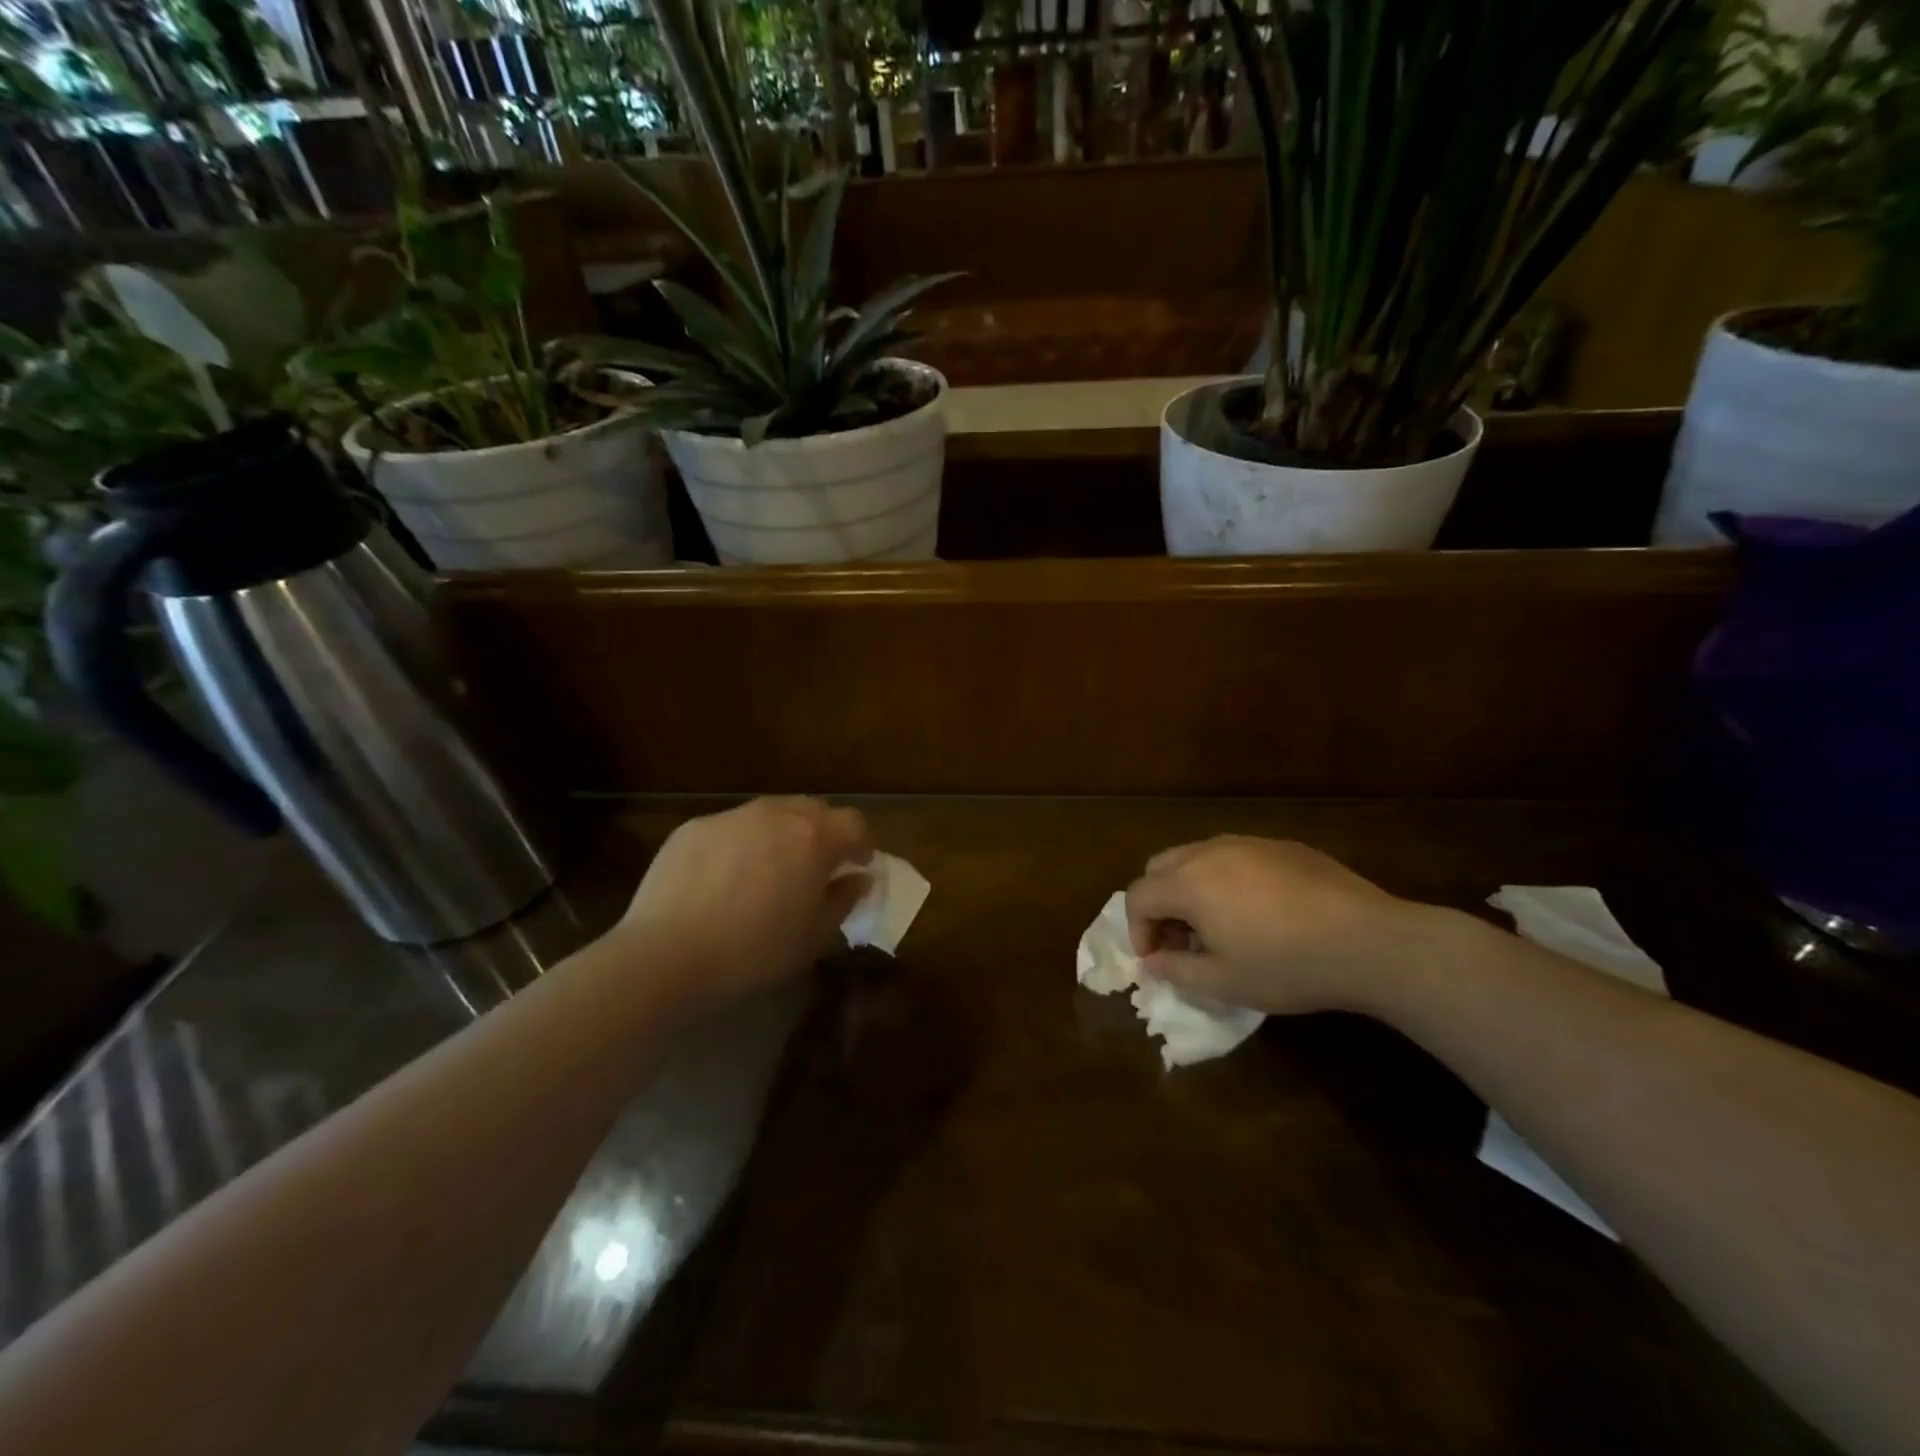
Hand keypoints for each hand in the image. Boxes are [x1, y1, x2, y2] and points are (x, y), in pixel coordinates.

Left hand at [614, 797, 871, 1008]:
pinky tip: (725, 878)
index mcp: (814, 837)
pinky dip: (741, 844)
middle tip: (817, 866)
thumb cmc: (754, 948)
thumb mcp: (813, 936)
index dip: (861, 844)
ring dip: (782, 834)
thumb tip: (859, 879)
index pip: (854, 823)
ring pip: (771, 813)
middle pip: (814, 809)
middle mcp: (776, 814)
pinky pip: (732, 827)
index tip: (857, 866)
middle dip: (824, 832)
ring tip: (770, 869)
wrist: (667, 952)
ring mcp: (732, 816)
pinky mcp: (695, 827)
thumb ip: (844, 899)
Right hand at [1125, 836, 1428, 1014]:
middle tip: (1181, 940)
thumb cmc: (1288, 966)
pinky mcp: (1282, 846)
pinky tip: (1258, 911)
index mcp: (1188, 882)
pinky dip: (1225, 878)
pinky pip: (1235, 855)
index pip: (1138, 896)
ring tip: (1217, 925)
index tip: (1156, 960)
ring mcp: (1247, 843)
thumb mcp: (1224, 983)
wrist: (1369, 941)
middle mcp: (1209, 852)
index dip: (1137, 930)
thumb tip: (1153, 962)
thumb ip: (1176, 971)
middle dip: (1158, 903)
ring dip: (1189, 888)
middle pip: (1160, 866)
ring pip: (1196, 856)